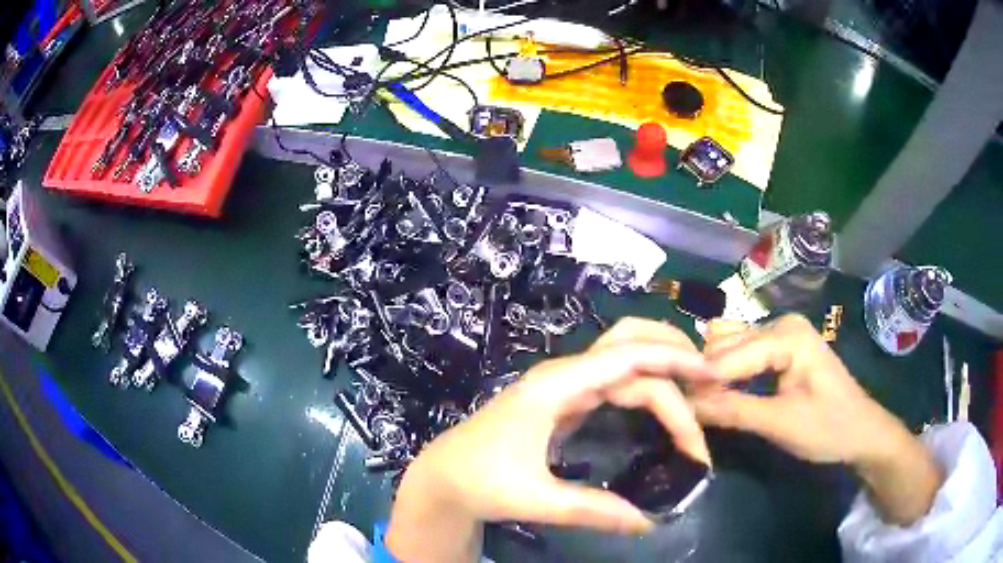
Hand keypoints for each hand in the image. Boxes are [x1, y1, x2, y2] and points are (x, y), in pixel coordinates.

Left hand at [387, 318, 717, 562]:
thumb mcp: (536, 498)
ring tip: (699, 394)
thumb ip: (592, 510)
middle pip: (631, 345)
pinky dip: (648, 387)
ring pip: (626, 361)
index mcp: (557, 384)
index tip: (713, 383)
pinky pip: (617, 382)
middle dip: (675, 356)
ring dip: (665, 370)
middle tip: (713, 383)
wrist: (445, 475)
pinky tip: (666, 406)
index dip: (676, 365)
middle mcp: (566, 374)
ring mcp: (567, 385)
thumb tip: (649, 523)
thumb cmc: (481, 480)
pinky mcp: (568, 401)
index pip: (629, 360)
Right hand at [693, 314, 942, 523]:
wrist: (861, 431)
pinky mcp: (780, 348)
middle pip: (724, 343)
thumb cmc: (828, 427)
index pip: (728, 355)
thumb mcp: (781, 424)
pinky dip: (725, 373)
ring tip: (695, 402)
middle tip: (683, 408)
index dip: (699, 382)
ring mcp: (780, 333)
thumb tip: (687, 406)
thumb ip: (735, 411)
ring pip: (729, 346)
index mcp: (786, 334)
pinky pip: (742, 354)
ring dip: (711, 373)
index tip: (672, 406)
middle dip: (702, 375)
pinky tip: (717, 393)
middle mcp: (780, 323)